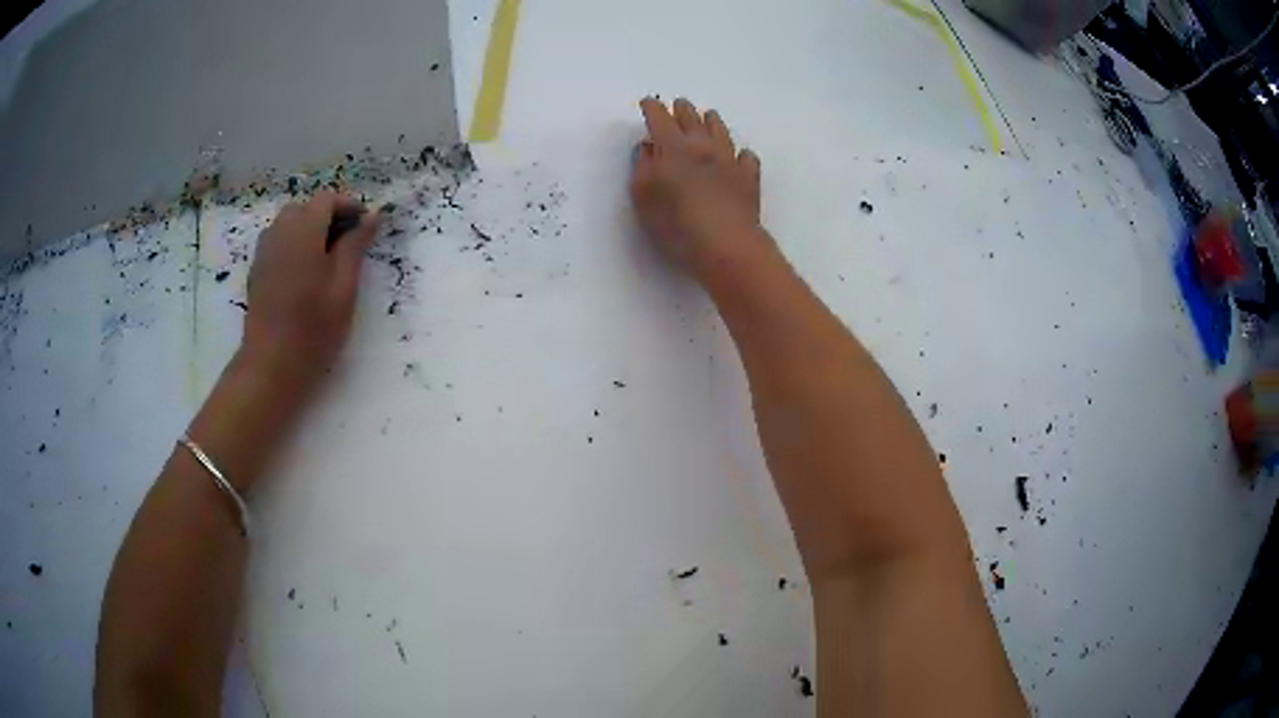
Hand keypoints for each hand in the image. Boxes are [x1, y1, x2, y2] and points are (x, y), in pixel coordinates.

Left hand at [241, 191, 377, 394]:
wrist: (271, 364)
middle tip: (347, 245)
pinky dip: (293, 245)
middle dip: (327, 217)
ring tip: (325, 259)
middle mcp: (280, 233)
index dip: (348, 206)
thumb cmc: (314, 328)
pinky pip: (277, 242)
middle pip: (305, 208)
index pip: (326, 200)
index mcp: (304, 232)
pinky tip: (303, 273)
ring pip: (288, 224)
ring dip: (308, 230)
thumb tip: (371, 216)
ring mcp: (264, 252)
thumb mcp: (344, 287)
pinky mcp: (257, 270)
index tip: (365, 227)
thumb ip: (355, 246)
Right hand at [630, 97, 768, 276]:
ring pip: (720, 130)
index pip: (660, 118)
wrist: (727, 246)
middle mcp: (703, 146)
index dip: (652, 107)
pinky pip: (746, 157)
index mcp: (673, 147)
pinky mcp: (749, 178)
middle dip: (682, 109)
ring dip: (711, 120)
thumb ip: (642, 167)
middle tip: (678, 105)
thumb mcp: (643, 197)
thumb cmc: (677, 224)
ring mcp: (730, 160)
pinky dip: (739, 152)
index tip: (648, 102)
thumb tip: (648, 147)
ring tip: (708, 116)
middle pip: (692, 118)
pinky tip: (738, 155)